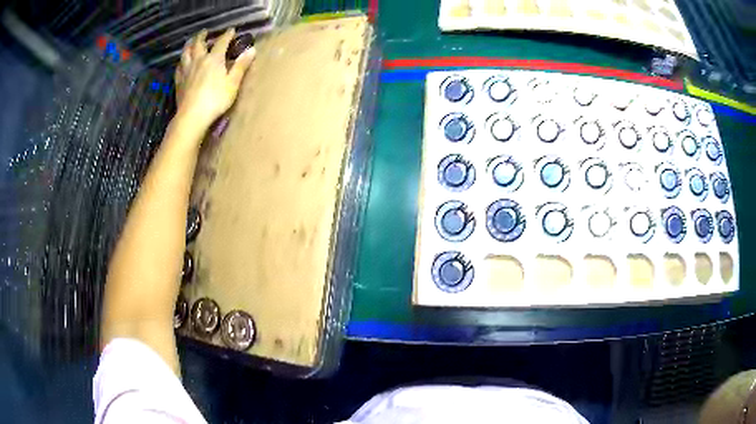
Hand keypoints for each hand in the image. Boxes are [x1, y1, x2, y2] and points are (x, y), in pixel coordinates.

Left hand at [174, 28, 255, 129]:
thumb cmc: (215, 100)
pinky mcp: (179, 82)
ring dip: (189, 45)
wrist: (192, 116)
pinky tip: (181, 62)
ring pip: (186, 53)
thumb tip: (252, 49)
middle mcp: (198, 60)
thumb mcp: (233, 83)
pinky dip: (181, 61)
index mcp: (214, 59)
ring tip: (191, 41)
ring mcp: (186, 71)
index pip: (222, 42)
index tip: (231, 30)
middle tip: (205, 32)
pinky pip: (178, 67)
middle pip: (198, 44)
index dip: (227, 35)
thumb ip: (241, 65)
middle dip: (202, 36)